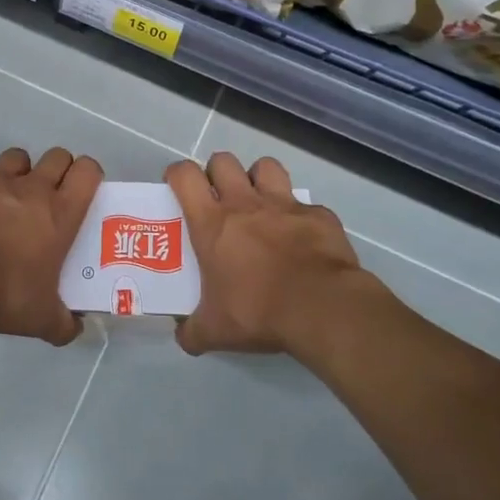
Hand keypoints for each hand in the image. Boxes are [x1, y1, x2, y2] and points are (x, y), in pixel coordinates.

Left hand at [0, 147, 101, 345]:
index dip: (89, 175)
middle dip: (57, 170)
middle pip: (56, 156)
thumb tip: (75, 329)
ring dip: (17, 173)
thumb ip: (63, 323)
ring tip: (8, 201)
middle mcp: (30, 189)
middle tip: (49, 198)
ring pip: (15, 158)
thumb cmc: (3, 294)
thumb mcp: (41, 319)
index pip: (87, 171)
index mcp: (59, 213)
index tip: (83, 192)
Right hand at [167, 152, 376, 355]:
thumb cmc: (258, 311)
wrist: (322, 308)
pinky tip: (302, 238)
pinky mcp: (319, 215)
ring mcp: (285, 204)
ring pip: (266, 167)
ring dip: (259, 179)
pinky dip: (301, 216)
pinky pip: (306, 205)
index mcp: (212, 222)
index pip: (185, 175)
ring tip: (260, 203)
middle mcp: (245, 203)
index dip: (176, 174)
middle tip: (219, 198)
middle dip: (217, 173)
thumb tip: (182, 338)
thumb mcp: (215, 331)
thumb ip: (193, 331)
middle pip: (223, 161)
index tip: (176, 188)